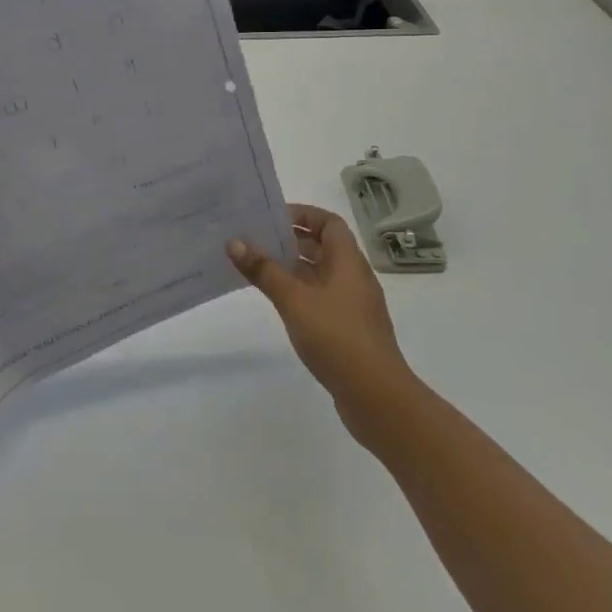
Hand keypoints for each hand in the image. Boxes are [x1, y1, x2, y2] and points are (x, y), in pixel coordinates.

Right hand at [228, 204, 415, 435]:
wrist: (376, 396)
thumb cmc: (336, 337)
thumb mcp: (294, 300)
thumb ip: (264, 270)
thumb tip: (234, 241)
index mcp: (348, 261)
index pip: (329, 223)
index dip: (303, 214)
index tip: (272, 218)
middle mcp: (354, 277)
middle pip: (324, 247)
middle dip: (292, 240)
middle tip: (257, 240)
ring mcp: (353, 305)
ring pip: (321, 274)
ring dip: (294, 268)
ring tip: (260, 268)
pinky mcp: (349, 329)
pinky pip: (322, 298)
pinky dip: (301, 292)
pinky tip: (279, 304)